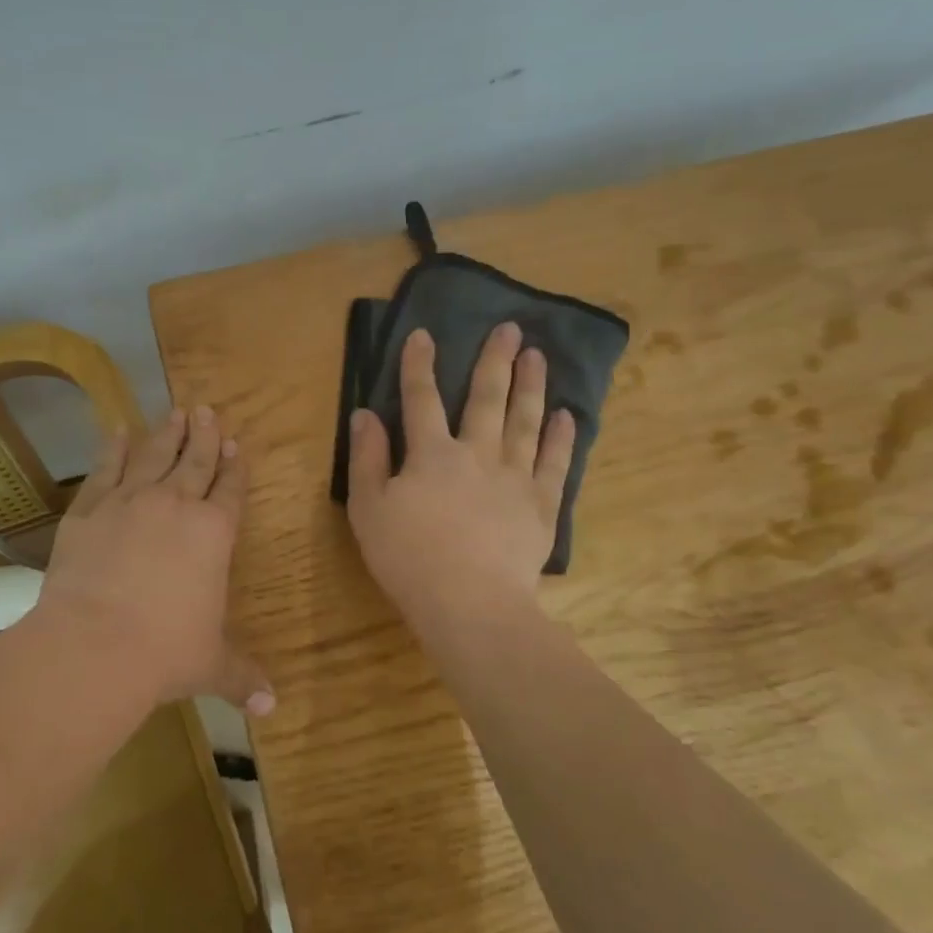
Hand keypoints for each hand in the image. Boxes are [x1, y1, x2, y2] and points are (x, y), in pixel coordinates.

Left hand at [41, 406, 273, 714]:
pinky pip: (105, 470)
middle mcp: (176, 506)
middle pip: (195, 461)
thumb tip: (272, 707)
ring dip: (166, 433)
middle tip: (207, 409)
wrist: (94, 645)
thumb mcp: (211, 666)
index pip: (231, 490)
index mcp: (214, 533)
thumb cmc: (165, 653)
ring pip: (154, 456)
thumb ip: (242, 677)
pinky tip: (117, 430)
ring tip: (175, 411)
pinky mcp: (89, 510)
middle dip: (204, 436)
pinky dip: (112, 448)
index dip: (234, 467)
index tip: (236, 444)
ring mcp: (129, 502)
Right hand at [347, 324, 574, 639]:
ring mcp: (515, 477)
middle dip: (494, 361)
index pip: (421, 399)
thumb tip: (364, 414)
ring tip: (537, 356)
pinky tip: (568, 415)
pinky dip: (562, 438)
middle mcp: (477, 454)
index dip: (419, 365)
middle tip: (509, 328)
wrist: (470, 604)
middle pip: (486, 398)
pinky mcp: (542, 505)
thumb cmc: (409, 557)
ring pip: (525, 421)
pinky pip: (555, 463)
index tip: (424, 334)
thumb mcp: (369, 508)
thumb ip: (367, 459)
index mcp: (431, 454)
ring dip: (531, 385)